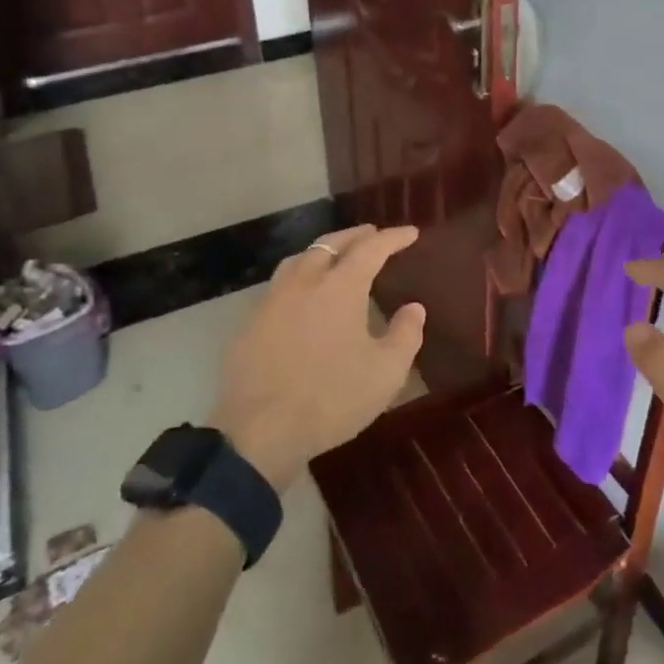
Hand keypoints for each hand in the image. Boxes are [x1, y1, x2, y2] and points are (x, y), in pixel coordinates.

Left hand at [208, 224, 425, 491]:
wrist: (259, 431)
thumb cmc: (331, 398)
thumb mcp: (385, 373)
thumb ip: (405, 335)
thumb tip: (413, 308)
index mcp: (340, 287)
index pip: (371, 249)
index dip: (393, 238)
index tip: (410, 232)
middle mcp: (304, 282)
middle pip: (331, 244)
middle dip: (356, 236)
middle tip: (373, 234)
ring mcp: (272, 300)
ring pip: (299, 259)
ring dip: (322, 250)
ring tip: (335, 256)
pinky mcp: (250, 323)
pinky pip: (279, 286)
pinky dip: (299, 278)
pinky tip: (302, 296)